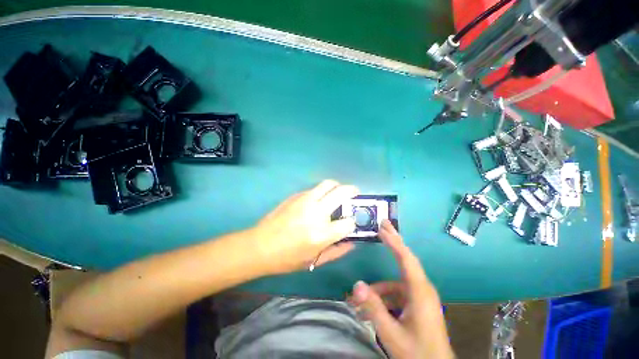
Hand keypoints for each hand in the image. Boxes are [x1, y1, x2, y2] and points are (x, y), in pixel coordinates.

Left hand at [251, 180, 358, 274]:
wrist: (260, 246)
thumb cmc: (287, 258)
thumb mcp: (314, 261)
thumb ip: (337, 252)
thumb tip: (352, 242)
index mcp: (322, 234)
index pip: (349, 222)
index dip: (353, 222)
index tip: (351, 222)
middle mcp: (316, 213)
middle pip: (342, 193)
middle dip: (353, 191)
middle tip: (355, 194)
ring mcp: (305, 201)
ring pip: (328, 184)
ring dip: (338, 186)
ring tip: (338, 192)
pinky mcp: (296, 196)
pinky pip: (315, 188)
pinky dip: (322, 191)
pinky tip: (319, 199)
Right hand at [350, 220, 454, 358]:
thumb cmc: (418, 353)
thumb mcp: (392, 333)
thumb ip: (373, 308)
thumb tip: (356, 285)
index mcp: (420, 291)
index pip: (406, 258)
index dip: (393, 241)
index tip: (382, 228)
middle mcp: (422, 289)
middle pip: (405, 259)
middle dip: (393, 241)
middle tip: (382, 225)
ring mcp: (420, 297)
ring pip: (395, 282)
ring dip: (377, 288)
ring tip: (359, 300)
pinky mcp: (416, 305)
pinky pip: (397, 294)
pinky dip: (383, 297)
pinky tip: (370, 309)